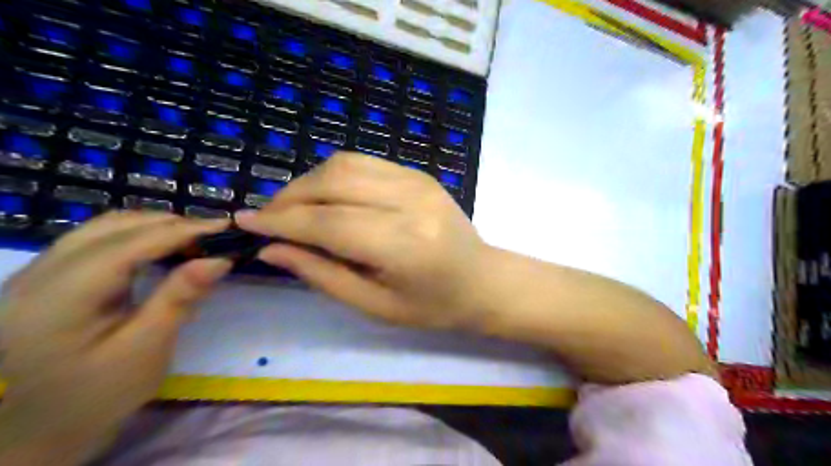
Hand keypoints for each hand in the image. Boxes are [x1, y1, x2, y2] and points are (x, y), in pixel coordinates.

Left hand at [0, 213, 232, 464]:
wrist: (39, 432)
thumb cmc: (97, 397)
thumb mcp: (146, 350)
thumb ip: (180, 298)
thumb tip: (220, 259)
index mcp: (57, 299)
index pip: (128, 245)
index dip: (181, 230)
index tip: (226, 225)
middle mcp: (38, 275)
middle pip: (112, 227)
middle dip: (170, 224)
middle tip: (216, 234)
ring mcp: (37, 275)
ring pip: (104, 229)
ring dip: (154, 227)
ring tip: (195, 239)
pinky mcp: (47, 280)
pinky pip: (96, 242)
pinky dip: (137, 237)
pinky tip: (162, 249)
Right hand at [238, 151, 488, 329]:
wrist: (483, 280)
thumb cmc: (433, 306)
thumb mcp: (375, 305)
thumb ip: (322, 274)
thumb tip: (272, 249)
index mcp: (404, 244)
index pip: (328, 222)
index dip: (281, 220)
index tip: (245, 222)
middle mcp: (410, 201)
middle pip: (333, 182)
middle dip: (290, 197)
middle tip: (269, 218)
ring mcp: (417, 181)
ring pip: (345, 163)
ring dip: (309, 182)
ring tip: (294, 208)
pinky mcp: (419, 174)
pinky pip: (364, 162)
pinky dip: (334, 175)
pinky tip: (327, 197)